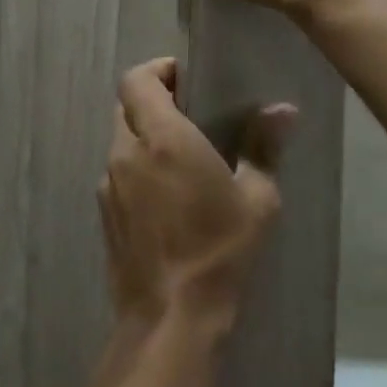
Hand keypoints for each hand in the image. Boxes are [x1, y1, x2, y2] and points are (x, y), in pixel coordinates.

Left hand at [98, 57, 294, 338]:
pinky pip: (117, 174)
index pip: (137, 80)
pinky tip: (165, 195)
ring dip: (144, 136)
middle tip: (189, 113)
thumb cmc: (219, 251)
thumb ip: (263, 147)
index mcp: (161, 139)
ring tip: (181, 156)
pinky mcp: (104, 214)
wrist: (170, 317)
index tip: (185, 76)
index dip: (157, 69)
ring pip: (120, 141)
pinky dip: (137, 167)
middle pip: (126, 107)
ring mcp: (108, 185)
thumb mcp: (256, 200)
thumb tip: (282, 110)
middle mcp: (126, 154)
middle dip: (153, 100)